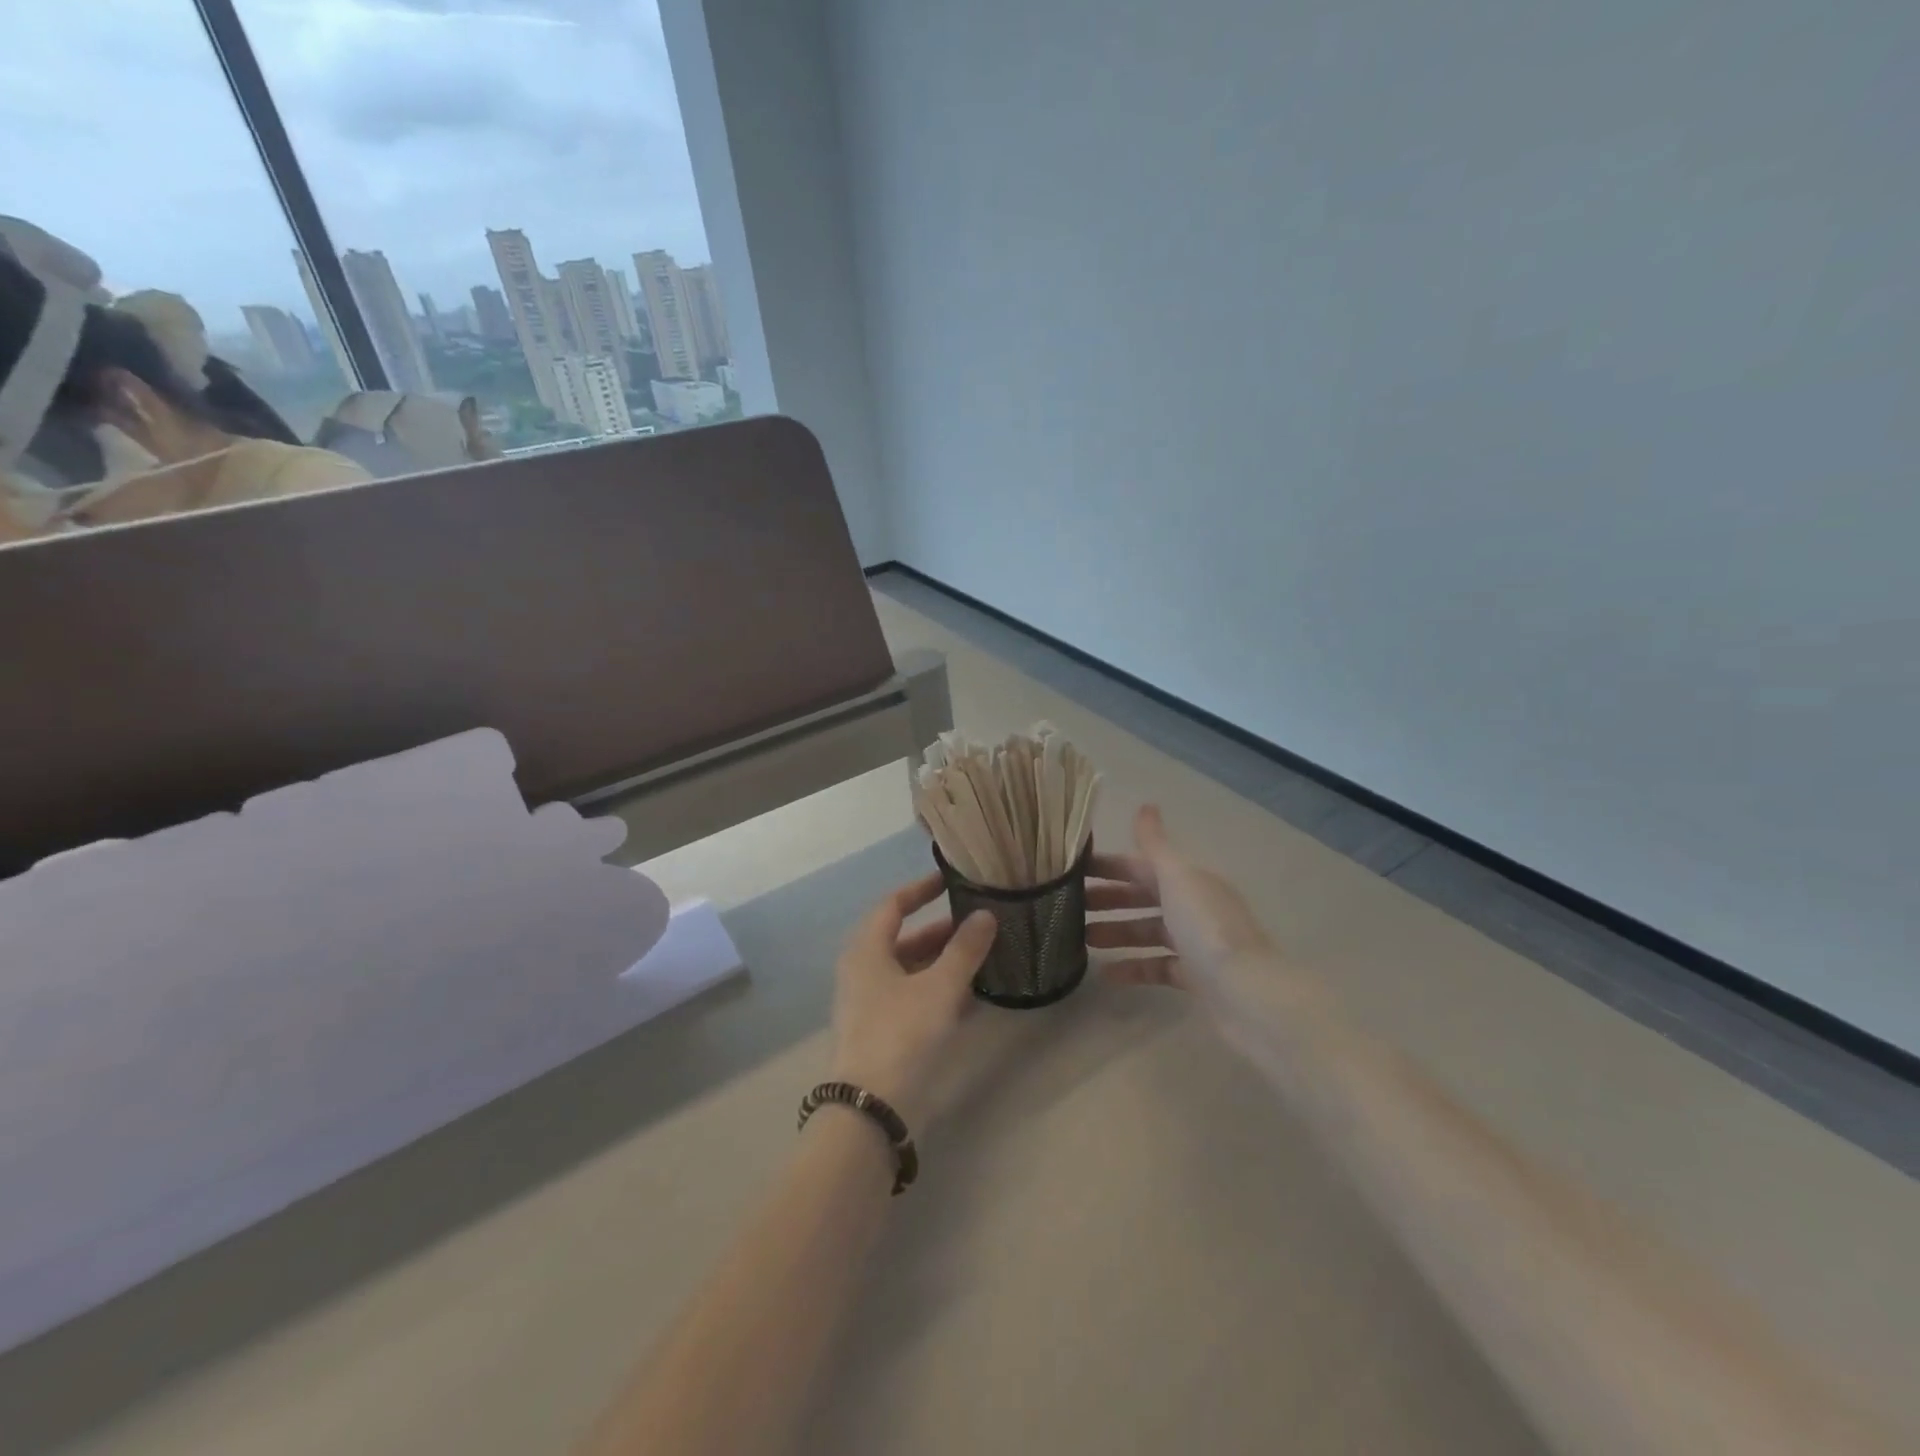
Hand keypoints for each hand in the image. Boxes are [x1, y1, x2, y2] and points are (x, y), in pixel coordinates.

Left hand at [829, 874, 996, 1125]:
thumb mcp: (939, 987)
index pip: (893, 905)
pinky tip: (970, 997)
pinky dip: (938, 991)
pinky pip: (912, 997)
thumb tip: (985, 914)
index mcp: (866, 950)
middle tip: (979, 923)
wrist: (871, 1109)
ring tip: (982, 957)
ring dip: (942, 962)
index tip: (950, 880)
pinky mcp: (881, 1032)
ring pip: (910, 971)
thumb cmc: (902, 1034)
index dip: (921, 889)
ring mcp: (869, 1004)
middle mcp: (863, 971)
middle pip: (903, 939)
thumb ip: (964, 949)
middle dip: (941, 931)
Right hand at [1087, 805, 1275, 998]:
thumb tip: (1146, 805)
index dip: (1109, 866)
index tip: (1073, 871)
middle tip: (1071, 907)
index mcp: (1189, 879)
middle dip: (1109, 899)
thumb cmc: (1206, 927)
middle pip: (1144, 897)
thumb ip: (1155, 844)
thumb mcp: (1177, 877)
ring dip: (1116, 932)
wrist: (1247, 992)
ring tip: (1082, 940)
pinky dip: (1133, 968)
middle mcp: (1193, 906)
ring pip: (1148, 931)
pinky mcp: (1195, 976)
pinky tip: (1106, 974)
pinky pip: (1157, 966)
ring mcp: (1195, 942)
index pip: (1142, 865)